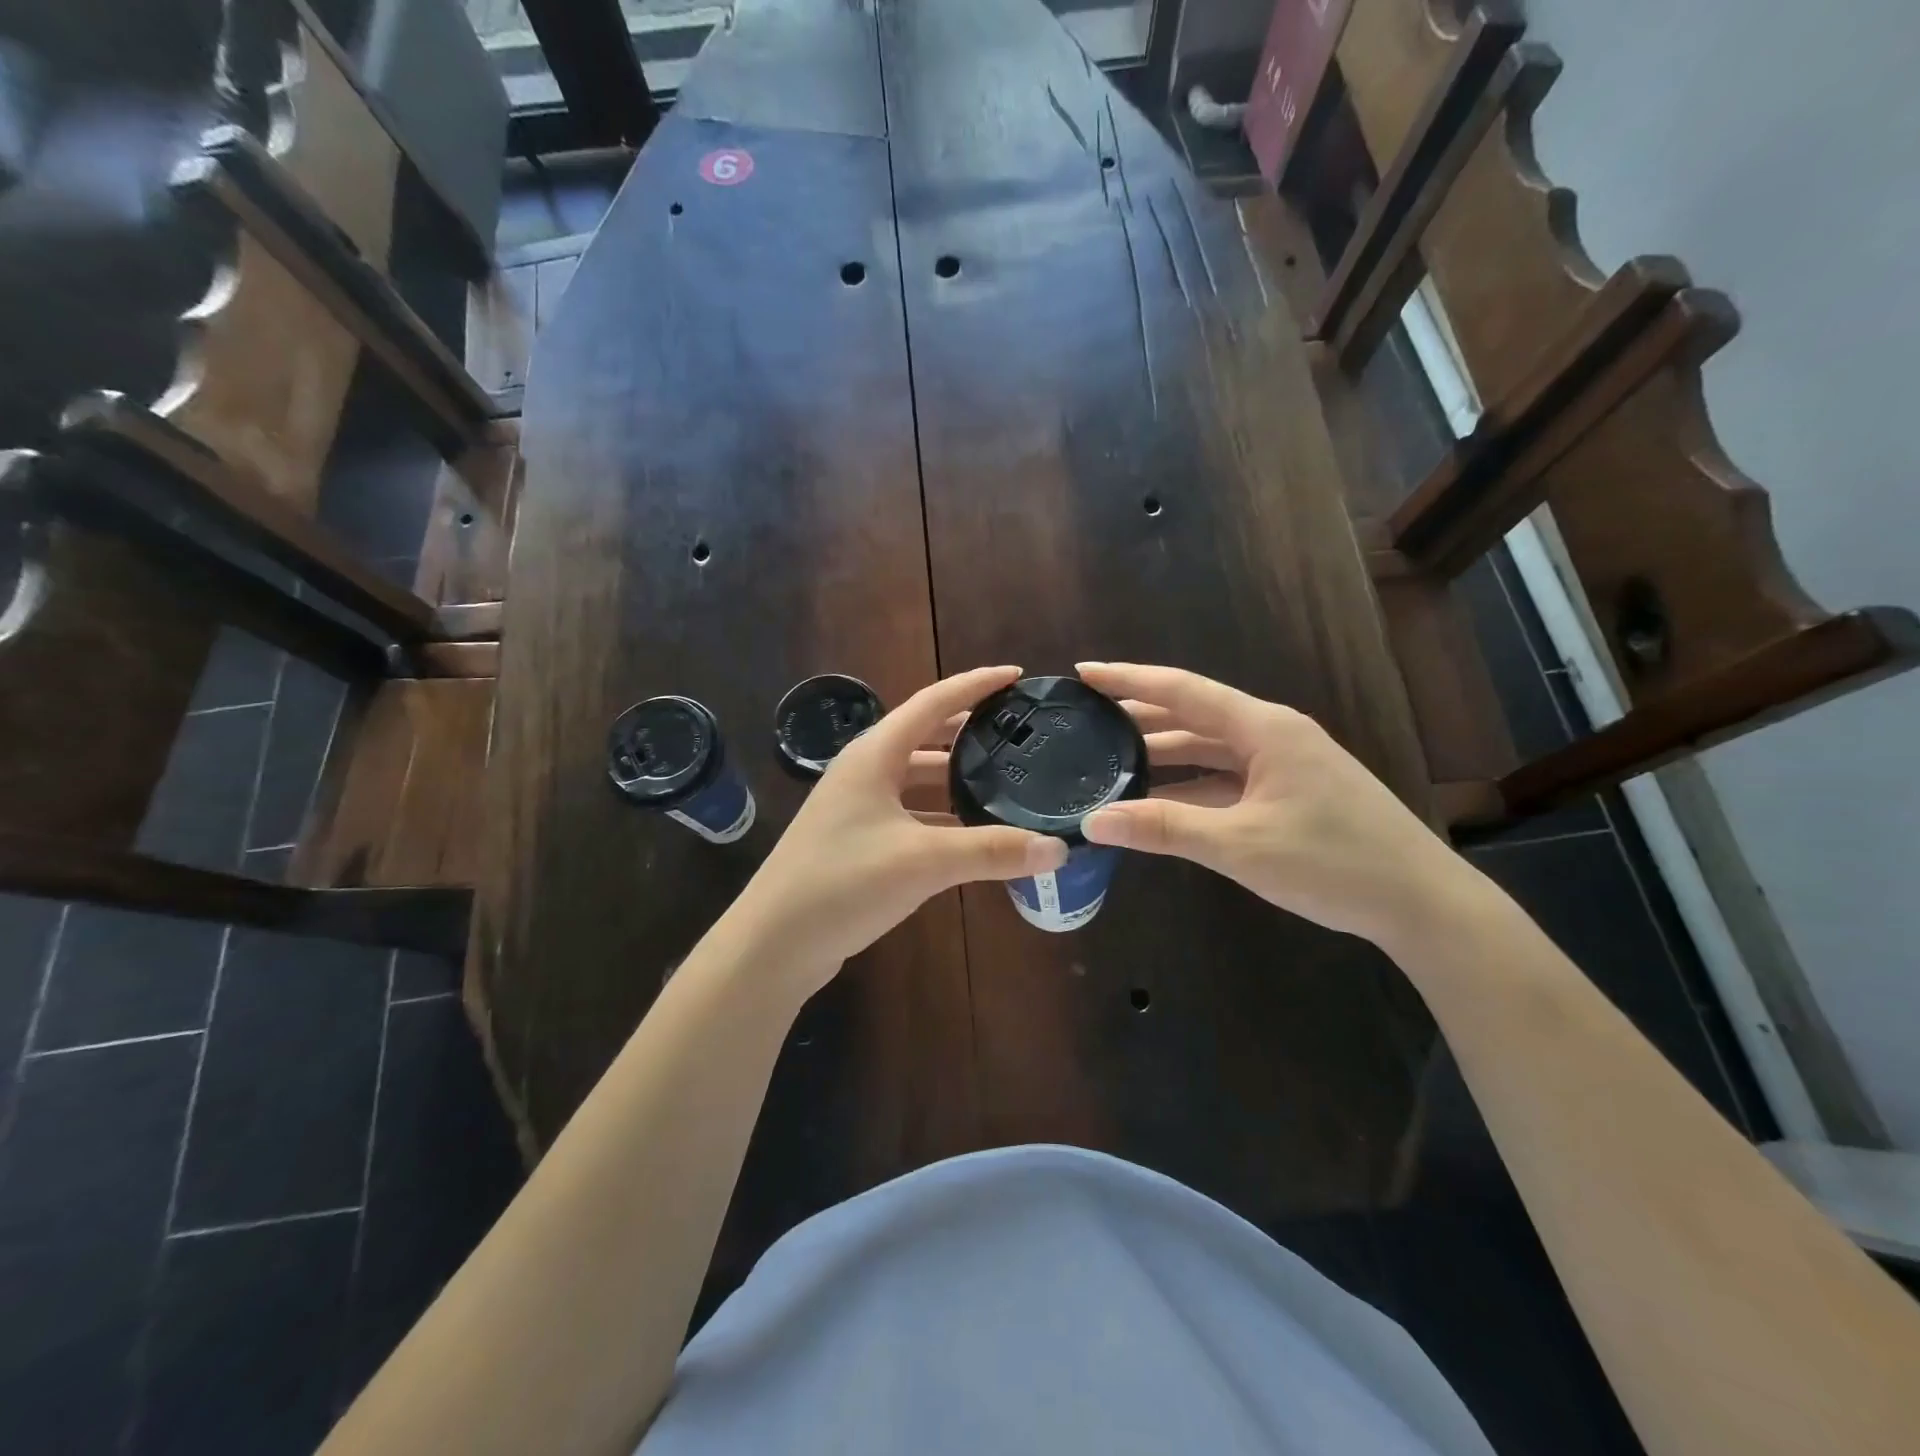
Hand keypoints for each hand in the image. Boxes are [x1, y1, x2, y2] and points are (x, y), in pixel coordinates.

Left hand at [729, 666, 1068, 993]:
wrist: (773, 945)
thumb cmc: (842, 883)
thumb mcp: (922, 861)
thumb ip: (991, 851)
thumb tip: (1058, 849)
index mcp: (874, 755)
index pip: (933, 702)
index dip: (975, 685)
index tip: (1017, 676)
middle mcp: (865, 772)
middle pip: (926, 738)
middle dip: (971, 733)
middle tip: (1020, 733)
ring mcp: (858, 808)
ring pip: (920, 782)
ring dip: (958, 780)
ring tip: (1007, 782)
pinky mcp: (859, 842)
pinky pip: (913, 816)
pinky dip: (944, 818)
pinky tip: (974, 835)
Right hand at [1077, 662, 1476, 947]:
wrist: (1422, 903)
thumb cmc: (1334, 863)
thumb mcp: (1240, 845)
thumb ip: (1164, 828)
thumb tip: (1094, 821)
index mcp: (1264, 728)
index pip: (1182, 689)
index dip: (1129, 679)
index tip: (1083, 672)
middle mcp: (1272, 735)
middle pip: (1193, 715)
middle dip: (1140, 716)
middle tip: (1086, 720)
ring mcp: (1283, 765)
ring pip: (1209, 749)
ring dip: (1163, 754)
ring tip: (1109, 759)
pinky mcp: (1289, 793)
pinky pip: (1225, 778)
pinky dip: (1189, 786)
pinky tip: (1158, 801)